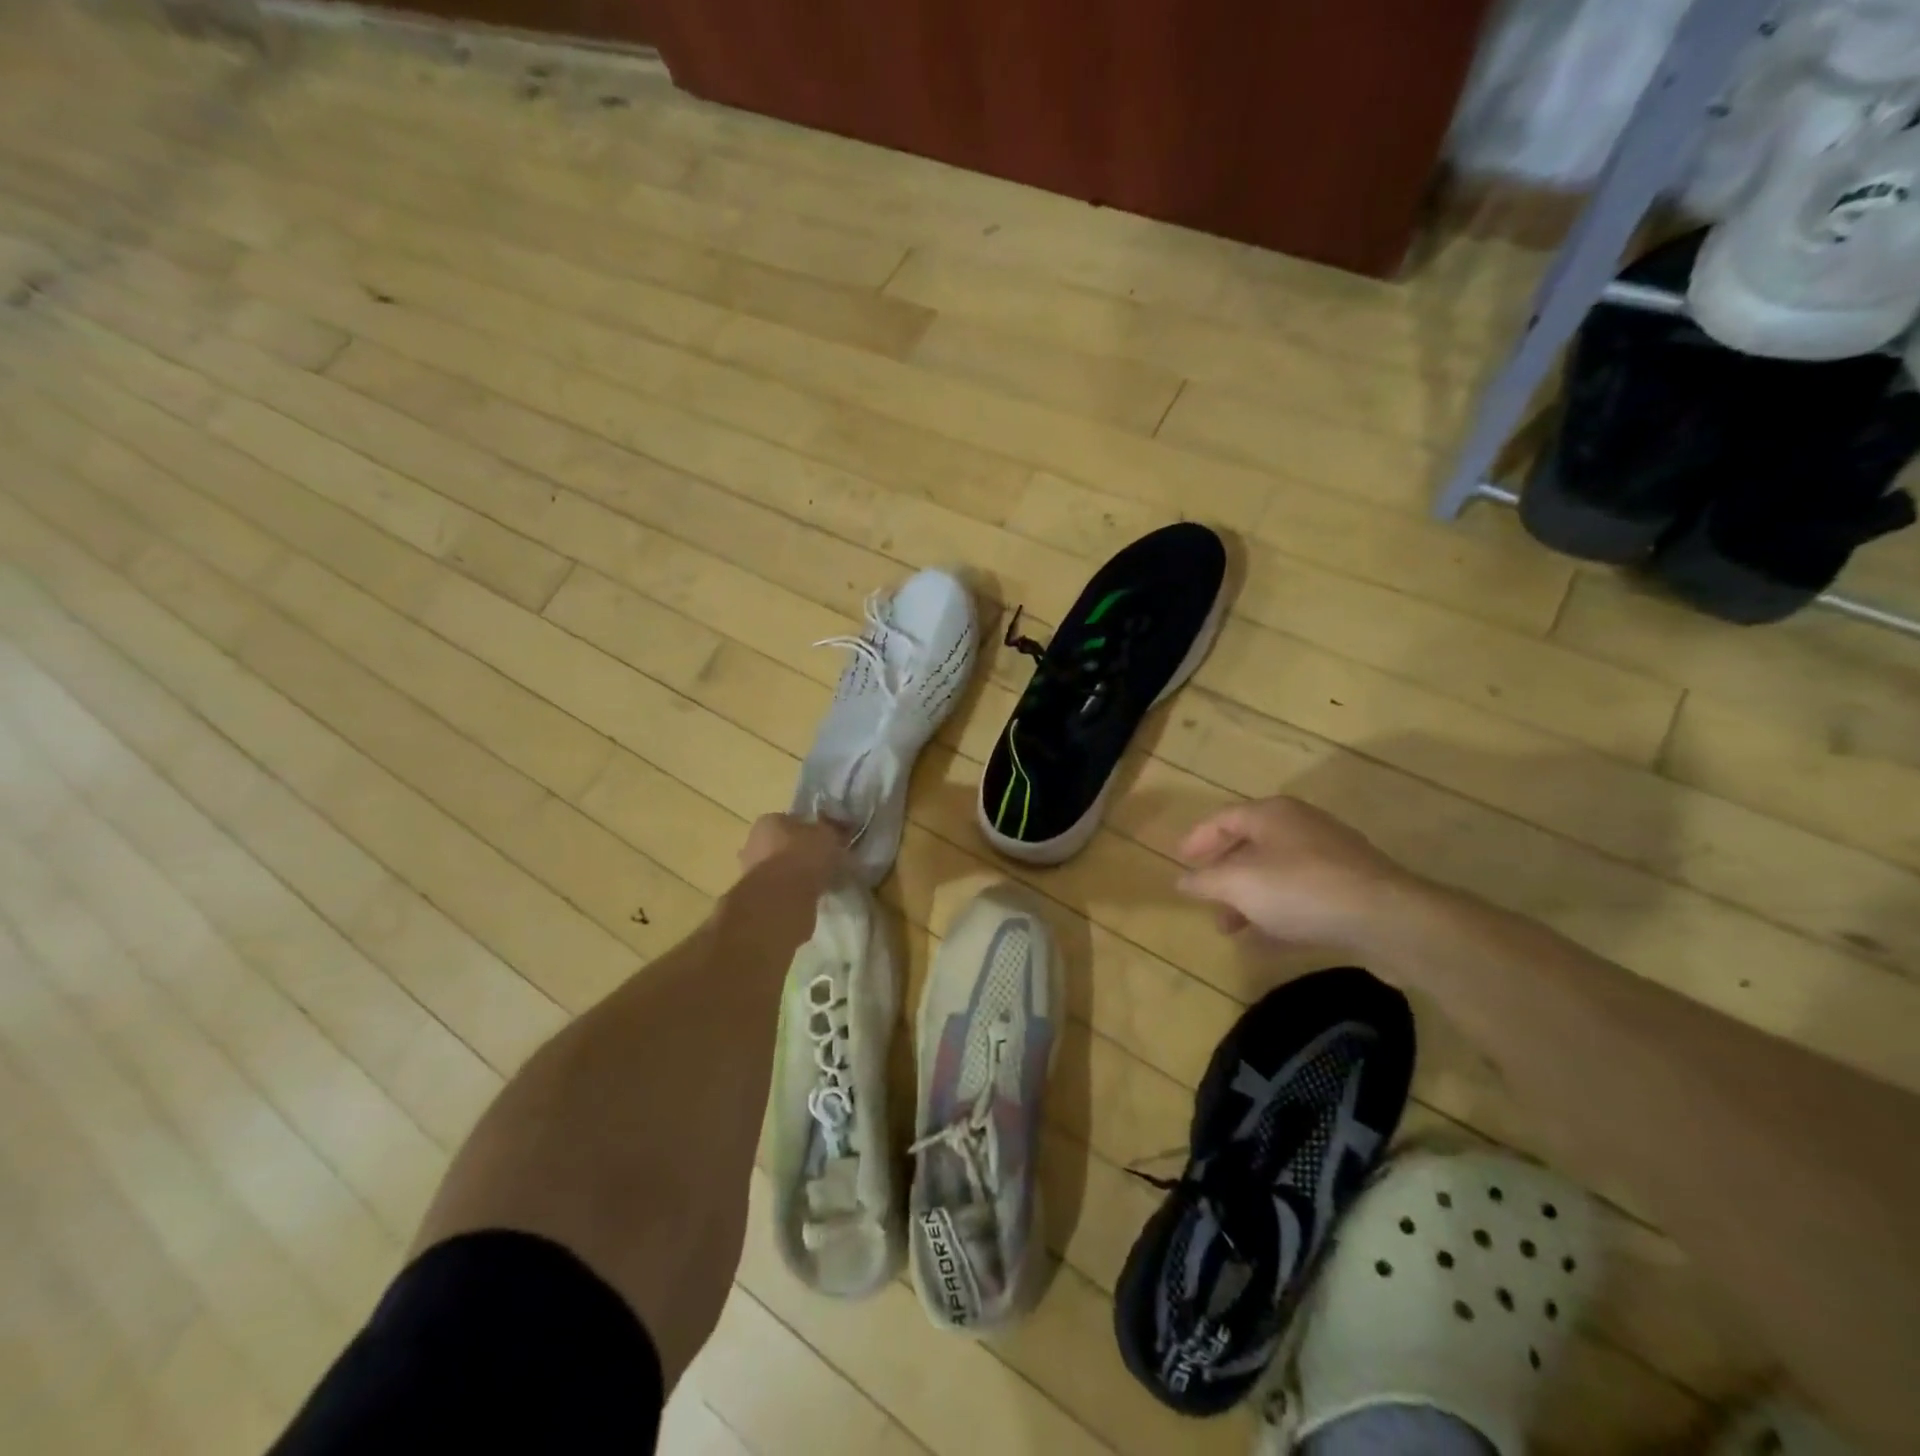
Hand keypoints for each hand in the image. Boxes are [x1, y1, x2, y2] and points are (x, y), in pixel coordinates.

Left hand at [737, 813, 849, 884]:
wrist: (781, 898)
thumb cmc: (803, 856)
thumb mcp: (828, 835)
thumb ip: (832, 830)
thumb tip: (837, 829)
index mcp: (768, 820)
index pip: (792, 820)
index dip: (811, 829)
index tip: (826, 841)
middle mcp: (753, 841)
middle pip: (782, 843)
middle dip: (800, 851)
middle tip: (822, 862)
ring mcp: (750, 869)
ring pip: (779, 866)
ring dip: (794, 873)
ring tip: (817, 882)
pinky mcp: (753, 894)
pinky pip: (778, 887)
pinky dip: (790, 890)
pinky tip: (807, 895)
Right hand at [1176, 796, 1414, 950]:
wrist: (1388, 920)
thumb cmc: (1301, 889)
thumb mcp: (1238, 884)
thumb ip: (1205, 881)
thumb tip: (1181, 881)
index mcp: (1273, 814)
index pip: (1224, 818)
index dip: (1198, 839)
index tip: (1179, 861)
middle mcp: (1301, 828)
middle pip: (1251, 846)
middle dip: (1223, 875)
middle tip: (1204, 899)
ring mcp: (1331, 859)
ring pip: (1276, 875)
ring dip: (1249, 900)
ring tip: (1229, 929)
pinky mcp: (1351, 891)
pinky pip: (1302, 899)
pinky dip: (1278, 915)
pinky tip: (1264, 943)